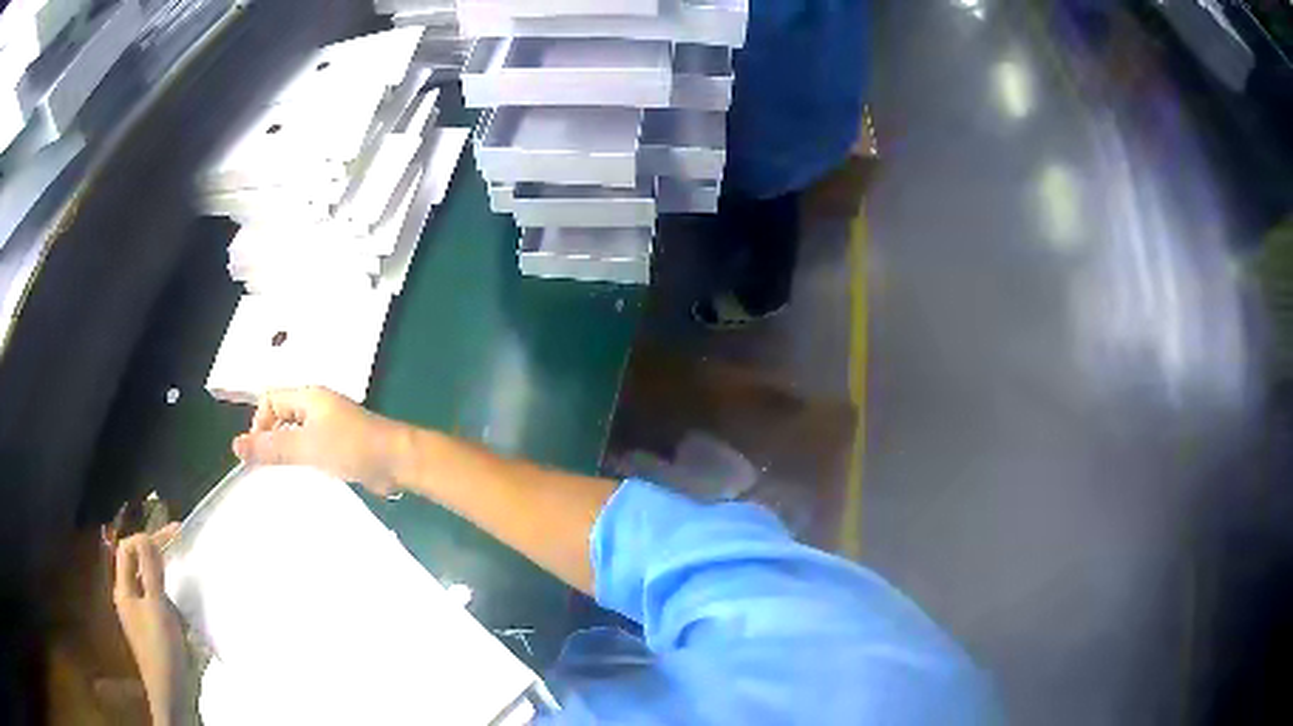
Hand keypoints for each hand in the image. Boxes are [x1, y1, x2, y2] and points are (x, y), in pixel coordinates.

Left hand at [112, 526, 187, 725]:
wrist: (173, 693)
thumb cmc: (161, 648)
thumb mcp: (157, 607)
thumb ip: (151, 572)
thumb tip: (146, 537)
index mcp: (124, 589)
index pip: (128, 549)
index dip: (147, 538)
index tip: (173, 535)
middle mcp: (129, 598)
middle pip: (137, 563)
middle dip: (155, 551)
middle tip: (179, 542)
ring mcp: (142, 616)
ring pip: (149, 582)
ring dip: (164, 571)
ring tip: (182, 566)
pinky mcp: (157, 630)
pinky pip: (160, 600)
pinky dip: (170, 592)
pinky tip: (183, 599)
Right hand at [232, 387, 406, 495]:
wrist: (399, 461)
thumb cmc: (353, 446)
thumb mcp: (307, 446)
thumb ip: (272, 447)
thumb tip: (235, 445)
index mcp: (309, 396)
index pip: (270, 399)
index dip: (259, 423)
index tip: (259, 453)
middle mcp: (318, 407)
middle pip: (282, 417)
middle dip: (271, 439)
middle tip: (266, 468)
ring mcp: (331, 426)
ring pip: (297, 436)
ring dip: (287, 453)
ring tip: (281, 476)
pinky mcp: (341, 446)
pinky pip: (313, 450)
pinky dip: (304, 462)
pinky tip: (303, 480)